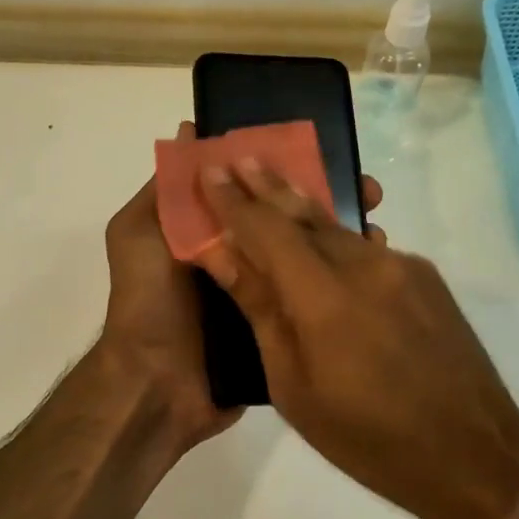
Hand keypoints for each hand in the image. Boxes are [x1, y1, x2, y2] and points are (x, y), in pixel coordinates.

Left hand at [97, 122, 381, 458]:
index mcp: (209, 232)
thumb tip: (191, 131)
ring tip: (379, 231)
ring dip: (339, 240)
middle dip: (325, 202)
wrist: (157, 386)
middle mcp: (239, 257)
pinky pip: (310, 299)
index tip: (323, 153)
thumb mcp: (139, 233)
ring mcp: (262, 294)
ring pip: (305, 257)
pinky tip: (372, 272)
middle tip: (368, 193)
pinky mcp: (279, 327)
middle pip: (286, 220)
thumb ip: (165, 189)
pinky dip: (337, 285)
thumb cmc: (148, 301)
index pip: (252, 189)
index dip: (284, 168)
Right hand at [194, 158, 518, 518]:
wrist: (474, 454)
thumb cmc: (367, 438)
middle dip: (267, 185)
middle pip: (305, 214)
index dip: (233, 201)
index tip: (209, 170)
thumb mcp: (294, 386)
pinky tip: (323, 244)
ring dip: (302, 208)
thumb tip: (221, 255)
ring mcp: (402, 267)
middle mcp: (364, 266)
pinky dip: (337, 241)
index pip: (266, 231)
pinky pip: (368, 249)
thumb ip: (261, 310)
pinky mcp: (425, 277)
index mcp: (324, 298)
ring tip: (272, 187)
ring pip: (338, 228)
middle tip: (238, 155)